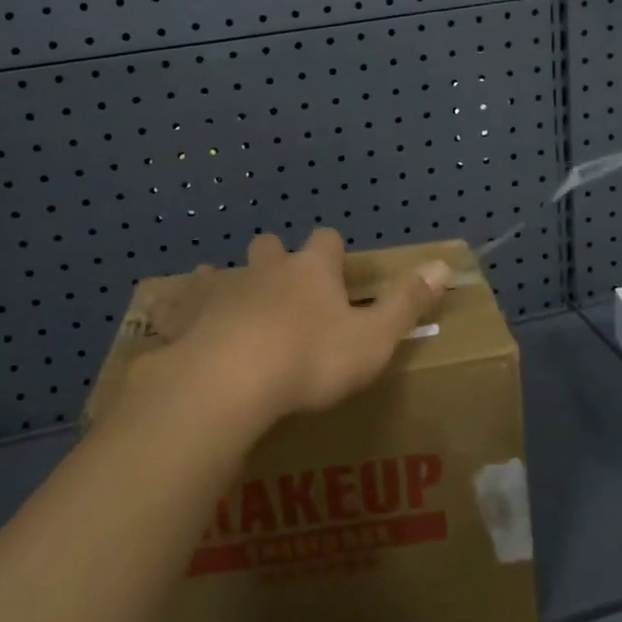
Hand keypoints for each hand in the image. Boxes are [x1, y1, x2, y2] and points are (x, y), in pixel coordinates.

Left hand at [133, 228, 451, 428]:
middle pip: (270, 246)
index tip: (336, 268)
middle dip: (277, 257)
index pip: (326, 240)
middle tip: (284, 286)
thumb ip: (407, 303)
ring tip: (234, 304)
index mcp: (311, 271)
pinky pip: (179, 301)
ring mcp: (222, 289)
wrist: (230, 381)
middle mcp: (267, 270)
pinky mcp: (186, 316)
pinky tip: (176, 318)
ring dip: (231, 280)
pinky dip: (182, 306)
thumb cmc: (310, 359)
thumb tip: (444, 265)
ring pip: (226, 270)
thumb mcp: (372, 338)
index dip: (332, 251)